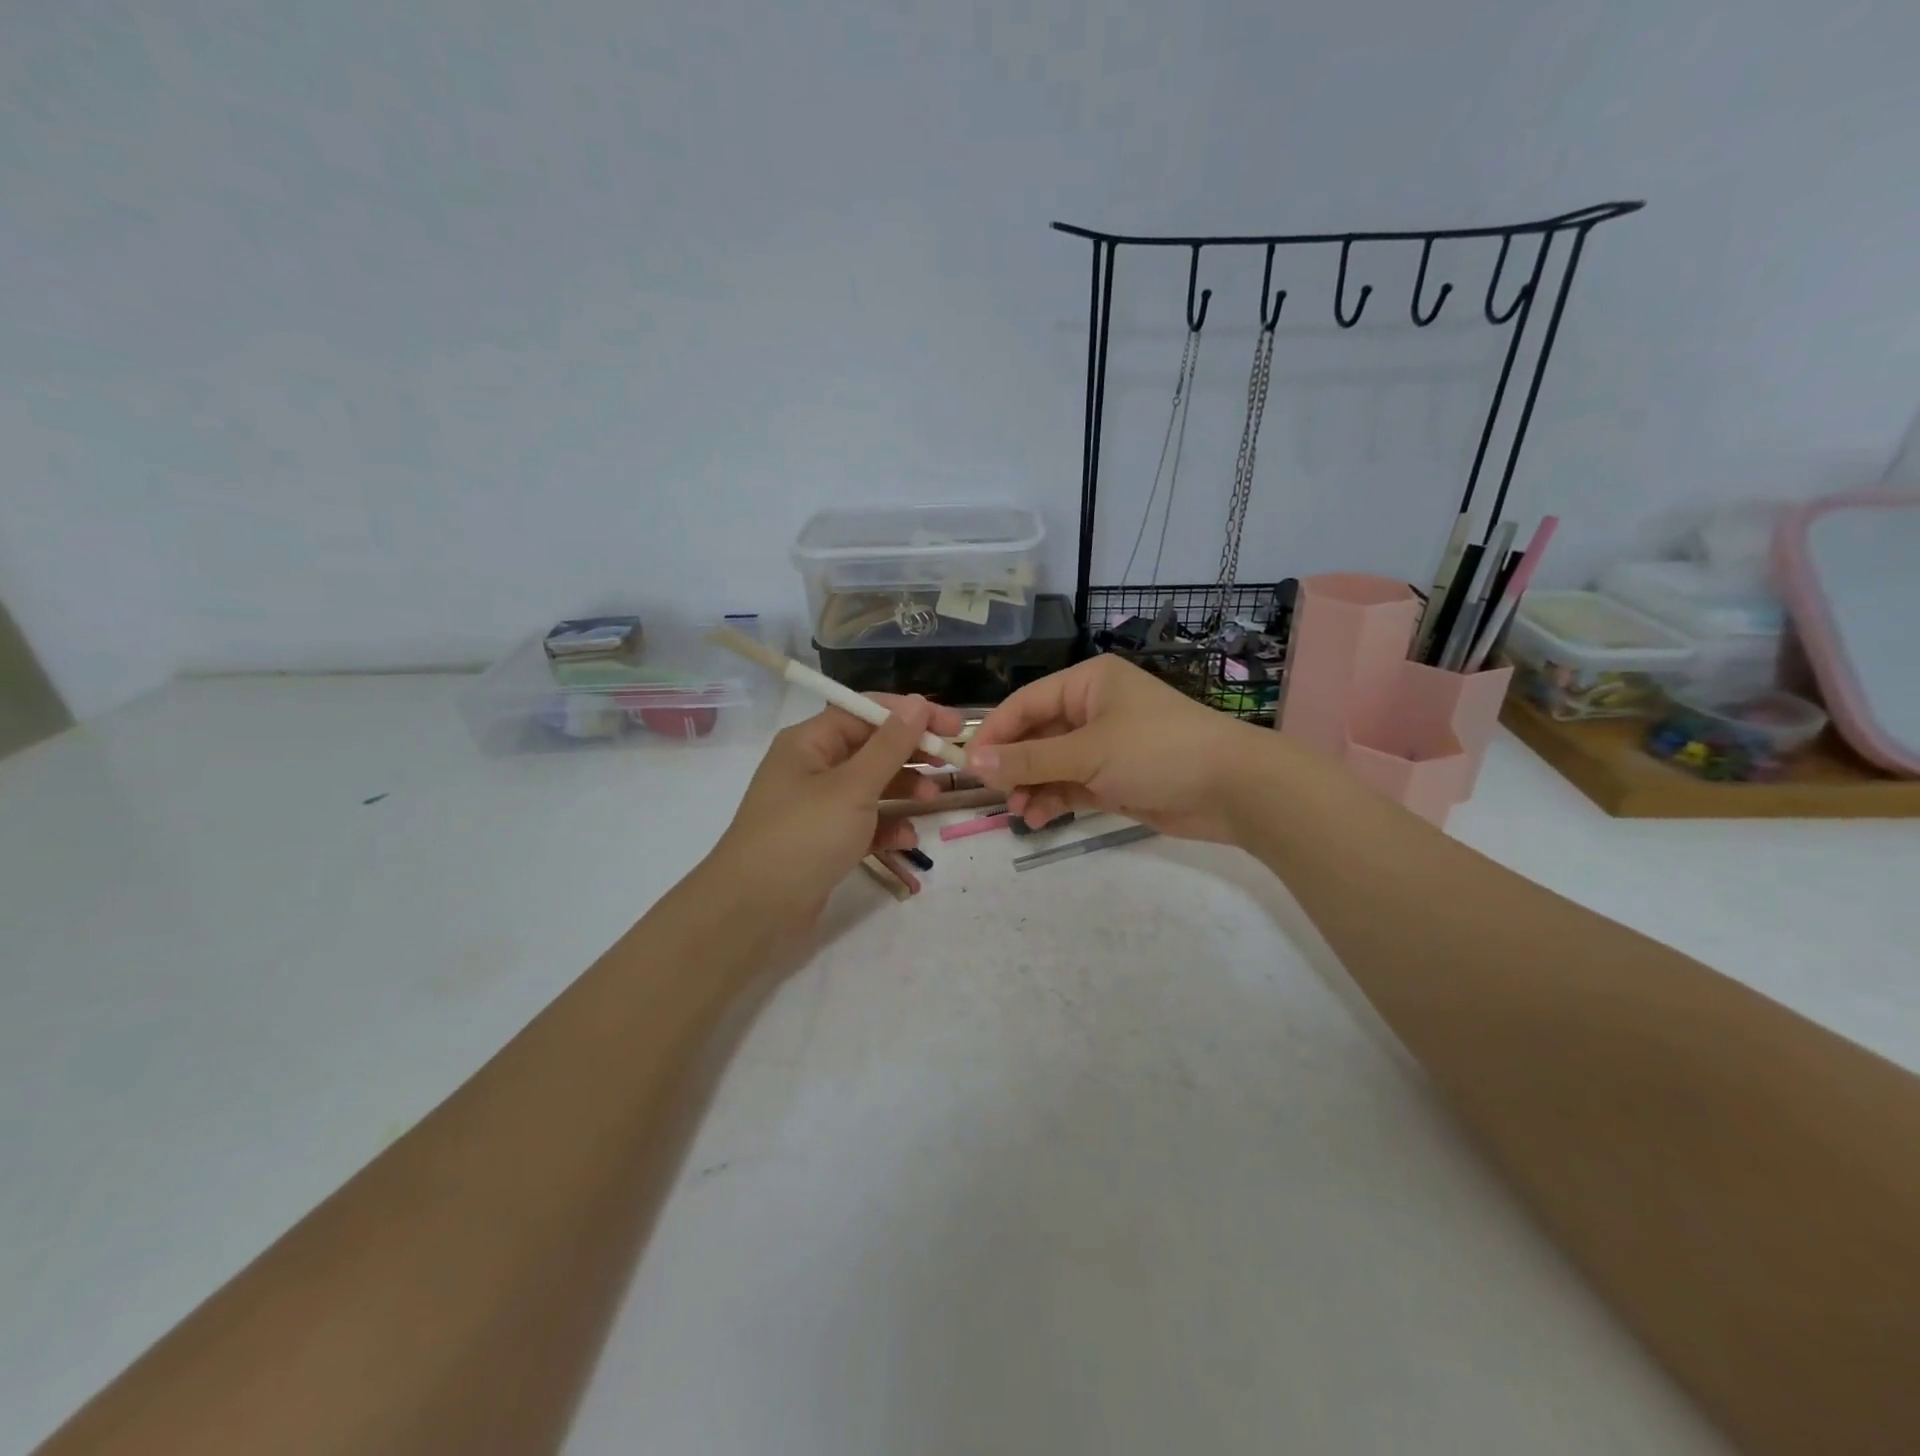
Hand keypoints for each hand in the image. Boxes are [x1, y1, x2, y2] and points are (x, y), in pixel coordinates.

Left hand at [705, 694, 965, 932]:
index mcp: (809, 742)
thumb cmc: (803, 838)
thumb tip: (918, 703)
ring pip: (871, 786)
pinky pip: (864, 823)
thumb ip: (889, 746)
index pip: (865, 711)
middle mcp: (811, 768)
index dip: (910, 714)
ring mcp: (817, 807)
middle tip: (952, 761)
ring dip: (904, 788)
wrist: (752, 914)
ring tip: (932, 799)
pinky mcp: (824, 842)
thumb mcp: (852, 787)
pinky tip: (907, 839)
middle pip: (870, 747)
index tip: (953, 726)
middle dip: (911, 752)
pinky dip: (887, 826)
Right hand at [966, 656, 1271, 842]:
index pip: (1025, 703)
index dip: (994, 732)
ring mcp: (1104, 746)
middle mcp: (1092, 709)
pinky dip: (1053, 800)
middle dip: (1014, 764)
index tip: (967, 763)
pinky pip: (1071, 786)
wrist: (1233, 789)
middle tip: (994, 793)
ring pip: (1051, 764)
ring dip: (1031, 786)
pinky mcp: (1114, 779)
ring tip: (1019, 811)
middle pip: (1036, 735)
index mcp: (1088, 683)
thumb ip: (1029, 759)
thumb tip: (973, 762)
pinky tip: (1037, 818)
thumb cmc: (1157, 751)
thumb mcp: (1088, 752)